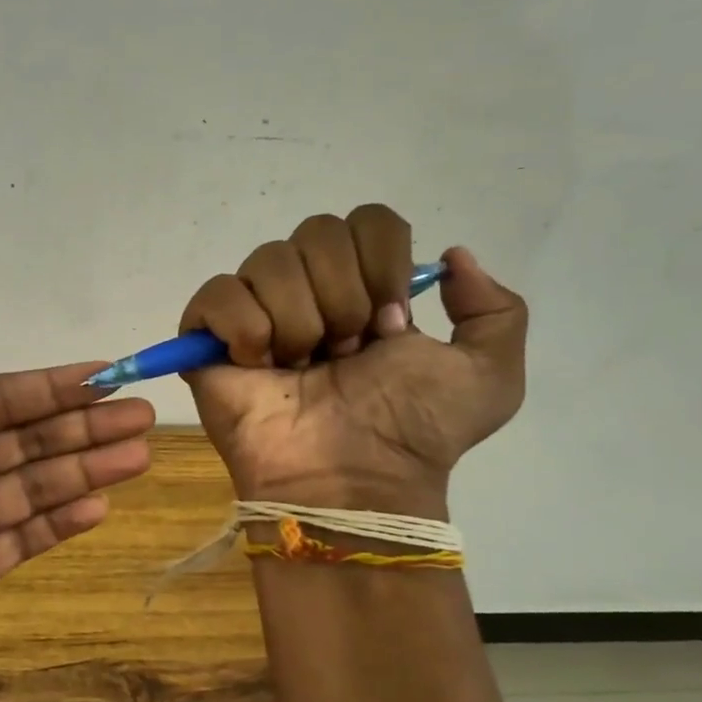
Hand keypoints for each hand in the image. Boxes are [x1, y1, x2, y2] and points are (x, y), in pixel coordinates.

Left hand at [0, 317, 154, 701]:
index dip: (48, 388)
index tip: (103, 376)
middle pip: (20, 441)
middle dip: (80, 426)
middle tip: (142, 414)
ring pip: (29, 487)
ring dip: (83, 470)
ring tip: (137, 455)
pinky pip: (20, 538)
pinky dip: (58, 522)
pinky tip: (100, 506)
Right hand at [180, 205, 526, 512]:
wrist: (351, 479)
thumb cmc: (412, 430)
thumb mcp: (489, 377)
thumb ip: (495, 310)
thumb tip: (451, 255)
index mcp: (365, 289)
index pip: (368, 221)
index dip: (383, 265)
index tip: (390, 325)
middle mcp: (308, 290)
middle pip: (317, 231)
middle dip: (343, 297)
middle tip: (344, 354)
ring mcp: (254, 311)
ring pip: (269, 261)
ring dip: (299, 323)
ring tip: (300, 370)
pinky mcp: (206, 337)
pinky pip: (218, 293)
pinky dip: (245, 328)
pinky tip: (259, 366)